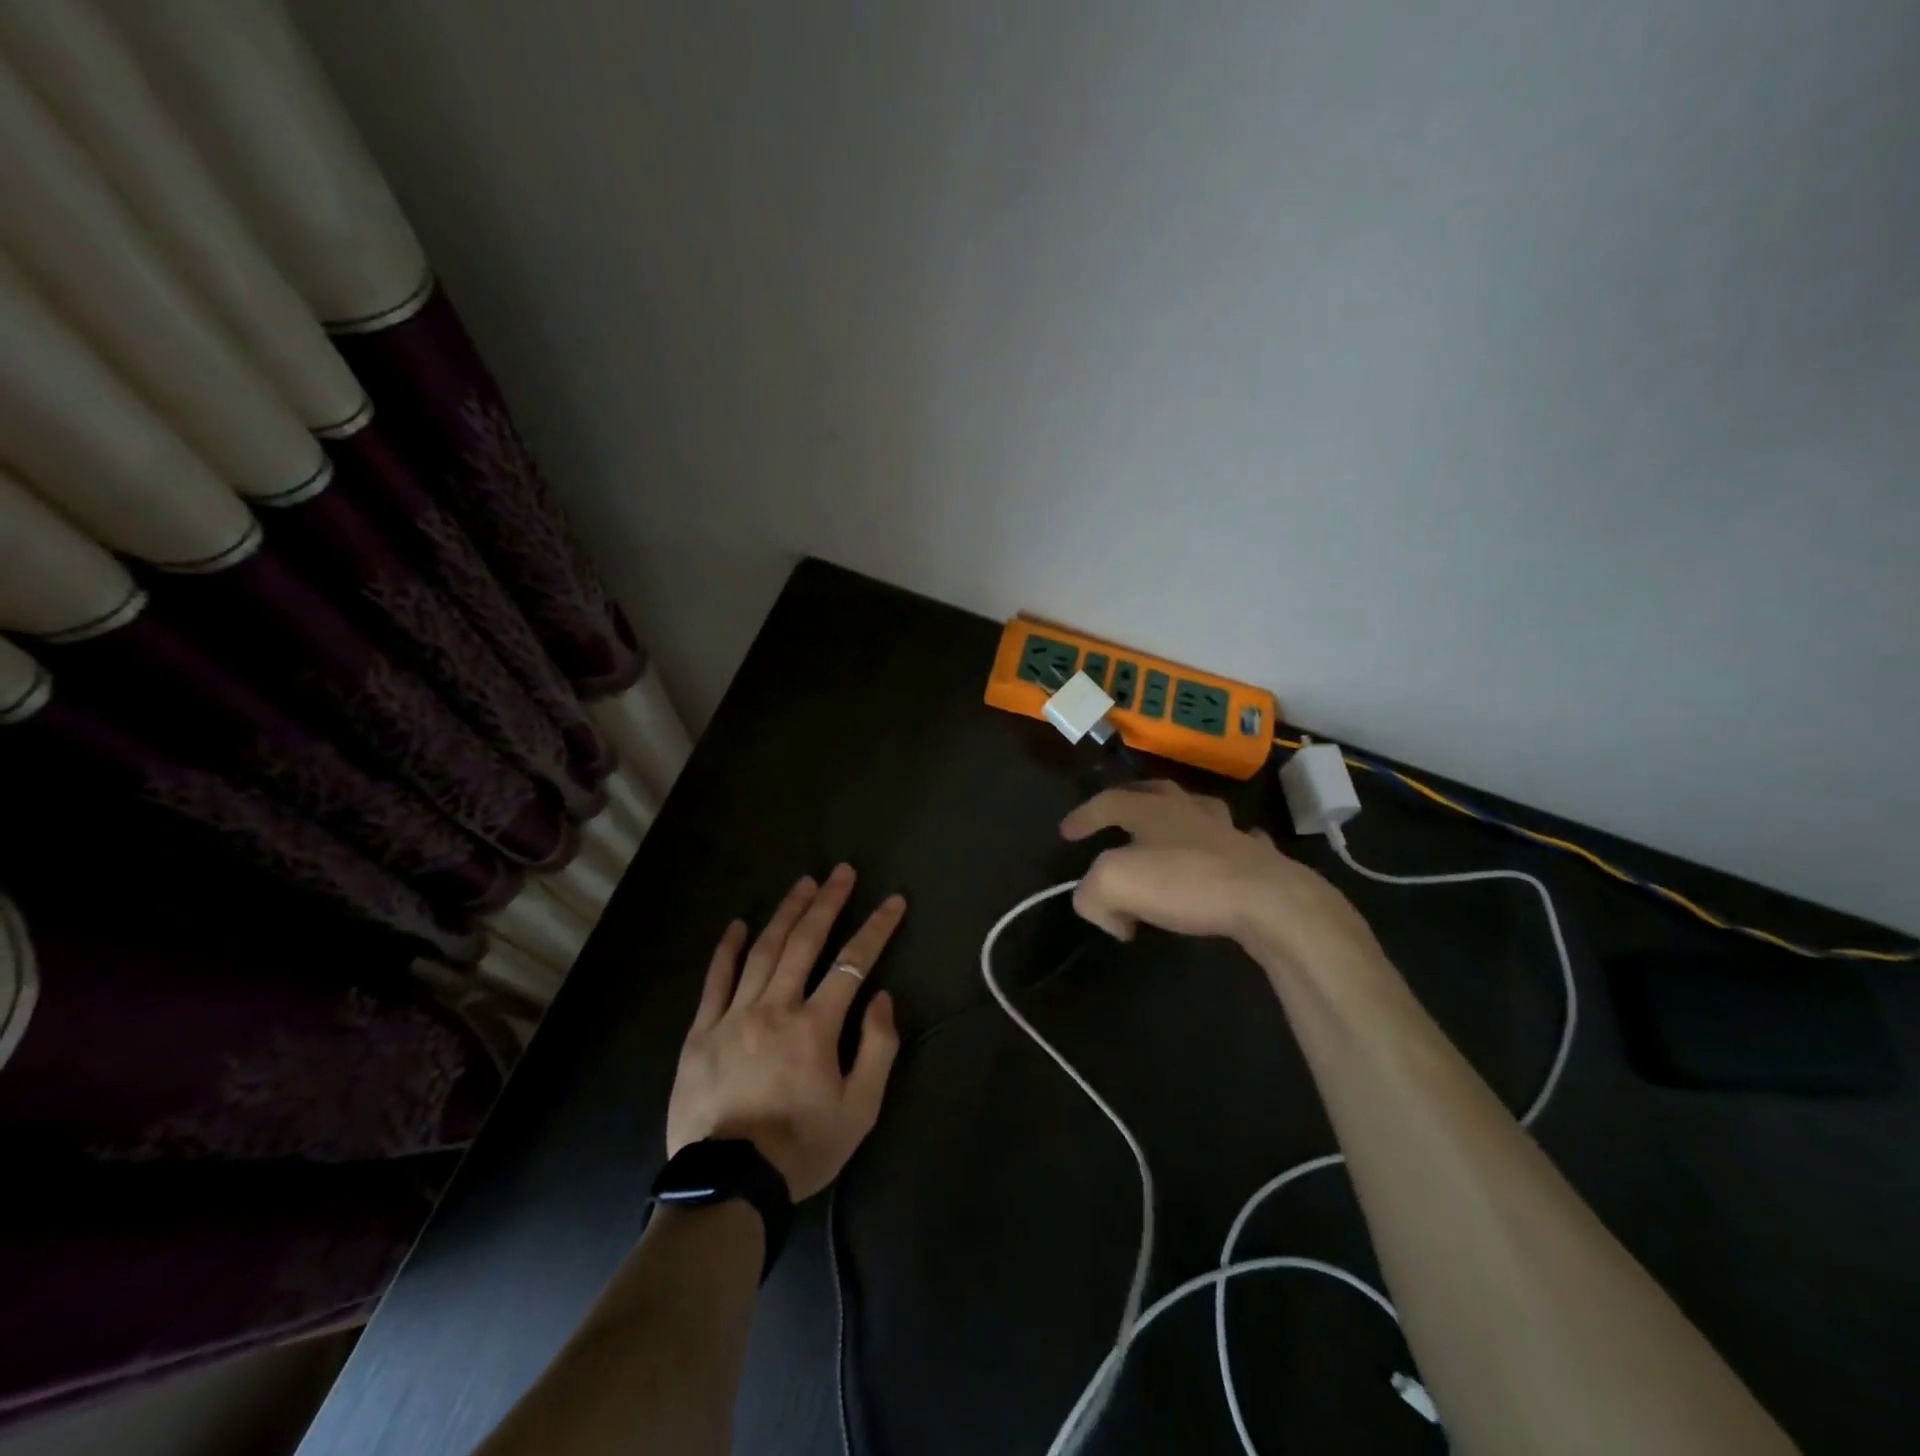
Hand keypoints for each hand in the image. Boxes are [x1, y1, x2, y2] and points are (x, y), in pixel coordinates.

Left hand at [667, 865, 904, 1200]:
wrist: (728, 1188)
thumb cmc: (801, 1148)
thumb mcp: (860, 1110)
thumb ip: (876, 1049)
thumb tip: (880, 998)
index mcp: (815, 1026)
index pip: (853, 963)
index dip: (876, 928)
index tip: (893, 901)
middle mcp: (775, 1008)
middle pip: (805, 942)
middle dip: (827, 902)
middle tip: (841, 872)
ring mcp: (733, 1016)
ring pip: (762, 951)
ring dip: (785, 913)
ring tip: (803, 884)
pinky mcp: (701, 1032)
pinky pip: (715, 981)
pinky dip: (727, 950)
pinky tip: (737, 925)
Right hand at [1060, 781, 1380, 974]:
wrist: (1266, 900)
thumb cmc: (1185, 882)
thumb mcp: (1114, 884)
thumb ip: (1093, 895)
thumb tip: (1111, 915)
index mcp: (1151, 811)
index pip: (1107, 802)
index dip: (1083, 816)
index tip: (1066, 833)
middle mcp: (1188, 811)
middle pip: (1155, 791)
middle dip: (1130, 800)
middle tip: (1114, 814)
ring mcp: (1227, 831)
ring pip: (1197, 811)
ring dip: (1177, 818)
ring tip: (1168, 834)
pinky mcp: (1256, 858)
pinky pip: (1236, 842)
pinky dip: (1224, 846)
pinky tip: (1222, 856)